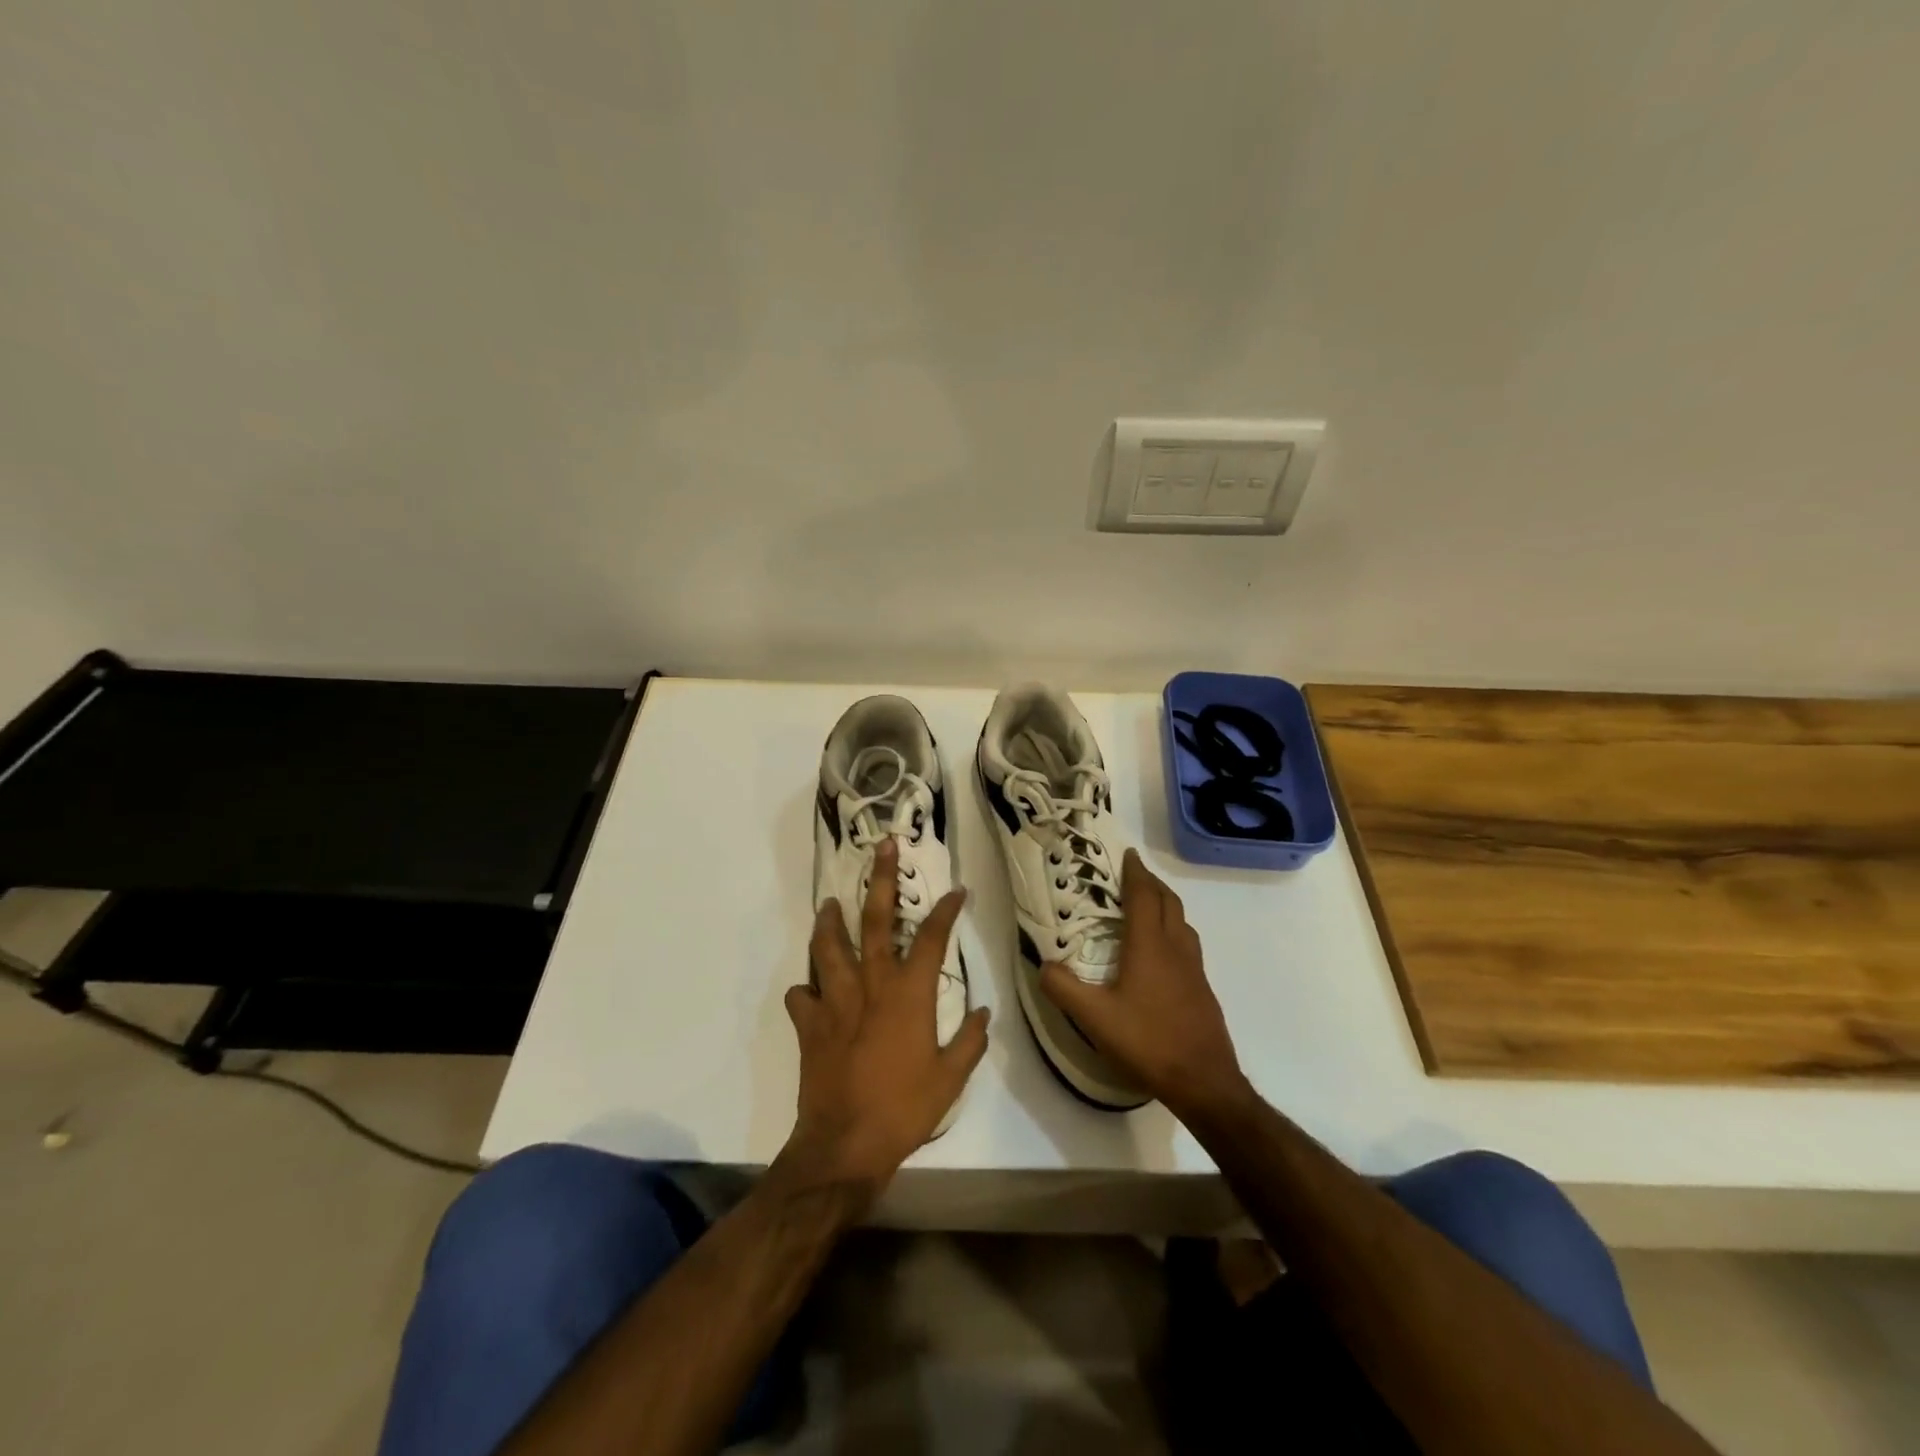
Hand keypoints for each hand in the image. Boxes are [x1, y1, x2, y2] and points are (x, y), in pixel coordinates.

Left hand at [780, 840, 989, 1203]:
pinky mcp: (810, 1023)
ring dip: (830, 920)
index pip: (932, 938)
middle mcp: (871, 985)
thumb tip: (984, 1012)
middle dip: (881, 880)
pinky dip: (807, 987)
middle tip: (882, 848)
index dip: (946, 910)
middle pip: (876, 921)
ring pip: (829, 946)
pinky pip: (802, 994)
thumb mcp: (951, 1078)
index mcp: (909, 994)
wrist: (844, 1145)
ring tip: (830, 903)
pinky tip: (812, 987)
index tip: (956, 890)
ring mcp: (836, 1000)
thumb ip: (970, 1041)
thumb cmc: (904, 1109)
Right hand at [1040, 849, 1248, 1120]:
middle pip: (1168, 902)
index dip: (1135, 872)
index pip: (1144, 896)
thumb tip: (1043, 965)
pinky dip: (1173, 931)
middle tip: (1132, 876)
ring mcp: (1194, 968)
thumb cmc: (1148, 1042)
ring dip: (1165, 905)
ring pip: (1182, 922)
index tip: (1127, 853)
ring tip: (1146, 907)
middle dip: (1151, 883)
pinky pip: (1188, 944)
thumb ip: (1064, 988)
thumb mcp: (1094, 1018)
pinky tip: (1161, 953)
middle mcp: (1176, 948)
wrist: (1204, 1081)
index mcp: (1150, 945)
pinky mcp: (1202, 989)